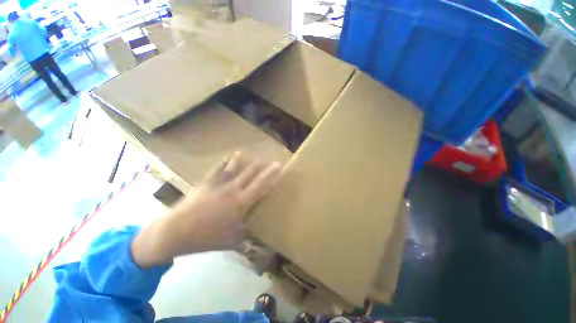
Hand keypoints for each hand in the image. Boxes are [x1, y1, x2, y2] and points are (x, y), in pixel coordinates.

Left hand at [131, 152, 281, 267]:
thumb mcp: (230, 241)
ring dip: (240, 160)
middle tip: (268, 160)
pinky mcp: (206, 183)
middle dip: (261, 165)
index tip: (278, 165)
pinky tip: (225, 159)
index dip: (271, 174)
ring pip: (233, 168)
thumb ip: (245, 238)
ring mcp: (218, 185)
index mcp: (241, 202)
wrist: (176, 232)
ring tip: (244, 154)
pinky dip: (222, 163)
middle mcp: (233, 190)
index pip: (261, 184)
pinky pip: (216, 170)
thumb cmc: (206, 237)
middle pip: (250, 173)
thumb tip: (255, 243)